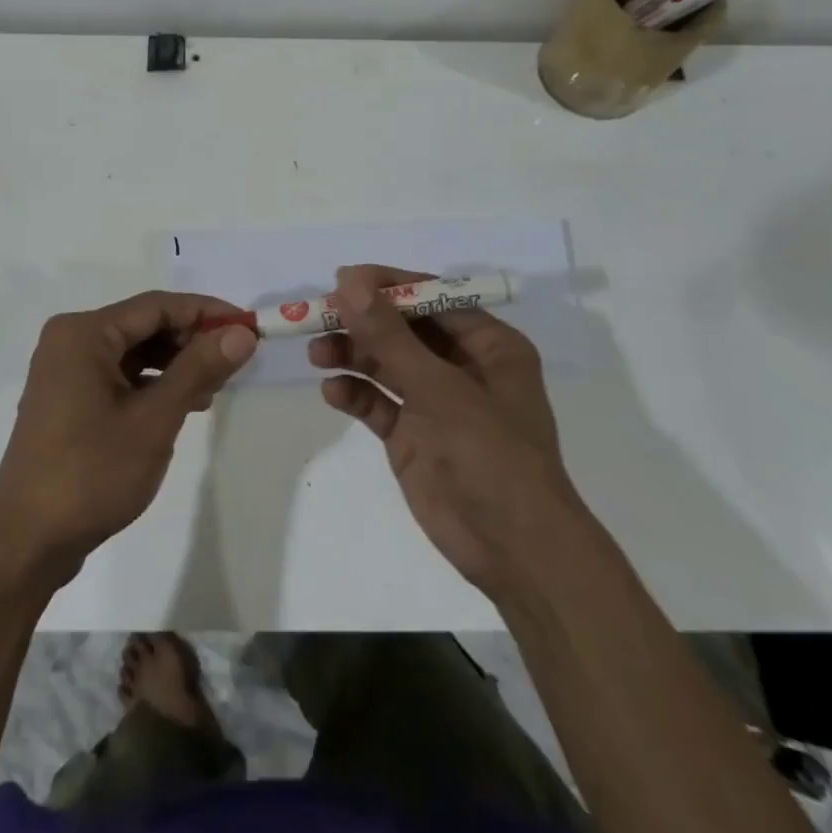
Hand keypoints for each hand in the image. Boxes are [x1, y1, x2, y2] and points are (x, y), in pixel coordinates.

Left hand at [0, 292, 257, 590]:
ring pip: (133, 352)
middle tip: (236, 359)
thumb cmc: (92, 472)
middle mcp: (70, 341)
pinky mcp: (67, 400)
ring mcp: (65, 372)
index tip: (249, 326)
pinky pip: (118, 375)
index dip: (206, 312)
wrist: (27, 542)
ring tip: (216, 386)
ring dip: (175, 364)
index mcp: (84, 333)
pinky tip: (183, 404)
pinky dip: (151, 384)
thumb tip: (242, 332)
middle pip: (144, 325)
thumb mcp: (154, 418)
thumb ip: (199, 368)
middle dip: (191, 340)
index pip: (157, 306)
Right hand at [309, 265, 580, 596]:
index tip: (341, 282)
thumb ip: (389, 336)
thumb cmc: (491, 455)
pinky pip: (378, 402)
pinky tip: (334, 393)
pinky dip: (356, 394)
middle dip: (361, 323)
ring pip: (385, 364)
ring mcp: (436, 402)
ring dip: (352, 356)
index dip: (386, 287)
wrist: (514, 552)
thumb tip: (348, 280)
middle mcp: (462, 366)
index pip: (431, 298)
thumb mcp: (439, 388)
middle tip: (317, 318)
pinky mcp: (414, 435)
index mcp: (487, 345)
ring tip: (318, 355)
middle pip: (402, 329)